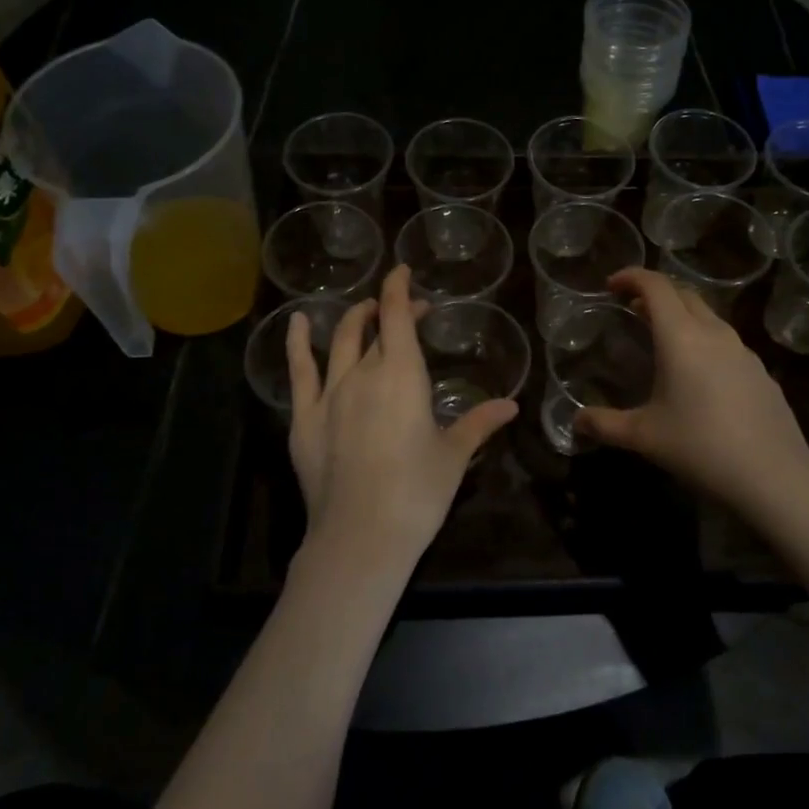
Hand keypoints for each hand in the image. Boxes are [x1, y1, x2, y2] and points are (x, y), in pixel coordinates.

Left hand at [287, 264, 518, 568]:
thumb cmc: (417, 492)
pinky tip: (297, 323)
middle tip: (405, 311)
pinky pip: (299, 371)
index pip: (398, 316)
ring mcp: (329, 394)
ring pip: (339, 342)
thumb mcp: (454, 456)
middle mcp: (363, 373)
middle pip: (374, 328)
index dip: (400, 290)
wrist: (361, 536)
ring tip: (362, 311)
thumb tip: (511, 405)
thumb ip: (479, 423)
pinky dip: (298, 342)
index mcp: (402, 375)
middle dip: (389, 311)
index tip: (405, 273)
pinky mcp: (304, 419)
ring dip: (352, 320)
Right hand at [575, 267, 808, 519]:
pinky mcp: (762, 373)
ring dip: (682, 316)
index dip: (631, 277)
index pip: (655, 286)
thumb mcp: (643, 437)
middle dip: (656, 293)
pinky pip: (727, 343)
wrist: (774, 477)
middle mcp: (714, 334)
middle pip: (684, 294)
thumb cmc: (700, 447)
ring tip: (663, 339)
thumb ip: (604, 425)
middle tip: (632, 308)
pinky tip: (699, 376)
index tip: (611, 285)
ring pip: (708, 317)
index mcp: (681, 337)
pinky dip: (704, 342)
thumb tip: (575, 422)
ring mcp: (743, 352)